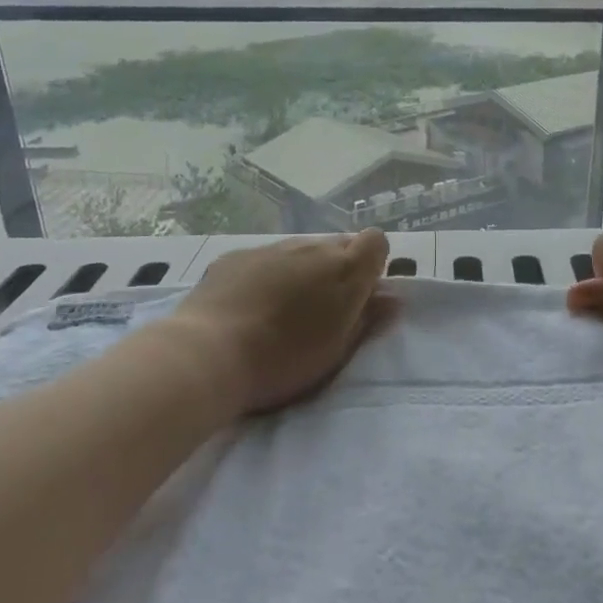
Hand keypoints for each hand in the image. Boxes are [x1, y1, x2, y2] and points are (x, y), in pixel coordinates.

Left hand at [168, 229, 395, 415]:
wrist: (209, 354)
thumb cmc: (284, 360)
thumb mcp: (337, 351)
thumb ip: (368, 320)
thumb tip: (392, 299)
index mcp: (345, 270)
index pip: (376, 241)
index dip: (372, 264)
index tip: (360, 294)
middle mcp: (313, 248)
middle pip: (338, 246)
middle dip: (337, 270)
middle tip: (321, 309)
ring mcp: (273, 248)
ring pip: (301, 251)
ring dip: (301, 272)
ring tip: (281, 310)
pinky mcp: (237, 256)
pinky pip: (265, 259)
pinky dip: (266, 275)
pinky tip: (248, 306)